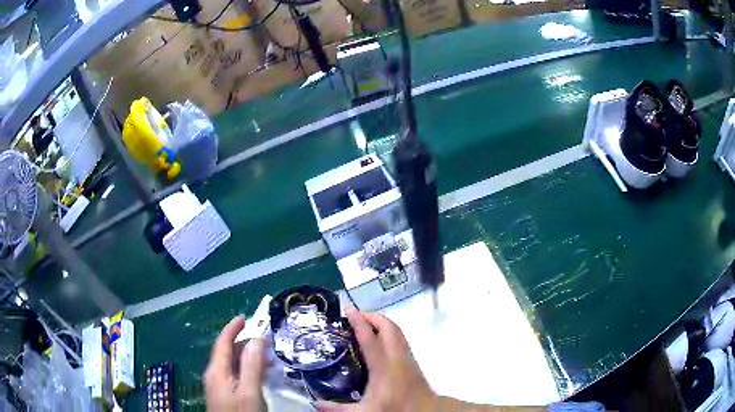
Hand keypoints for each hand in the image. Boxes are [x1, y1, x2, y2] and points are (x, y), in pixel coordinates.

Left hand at [204, 315, 266, 411]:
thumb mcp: (249, 392)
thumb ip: (251, 366)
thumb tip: (256, 338)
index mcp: (217, 371)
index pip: (222, 342)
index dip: (232, 328)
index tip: (245, 316)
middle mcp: (214, 375)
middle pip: (227, 352)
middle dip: (244, 342)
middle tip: (265, 340)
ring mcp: (218, 386)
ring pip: (231, 364)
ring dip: (247, 357)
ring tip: (268, 357)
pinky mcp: (224, 395)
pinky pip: (234, 375)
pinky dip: (246, 369)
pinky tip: (259, 374)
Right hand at [315, 309, 436, 411]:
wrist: (425, 411)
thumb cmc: (395, 408)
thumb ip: (338, 409)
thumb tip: (315, 404)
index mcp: (383, 367)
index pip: (370, 338)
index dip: (359, 322)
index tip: (349, 310)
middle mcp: (397, 357)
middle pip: (388, 327)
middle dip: (372, 317)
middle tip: (355, 317)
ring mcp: (407, 357)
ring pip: (397, 331)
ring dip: (382, 323)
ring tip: (365, 325)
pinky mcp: (412, 360)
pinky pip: (400, 338)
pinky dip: (389, 331)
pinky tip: (380, 341)